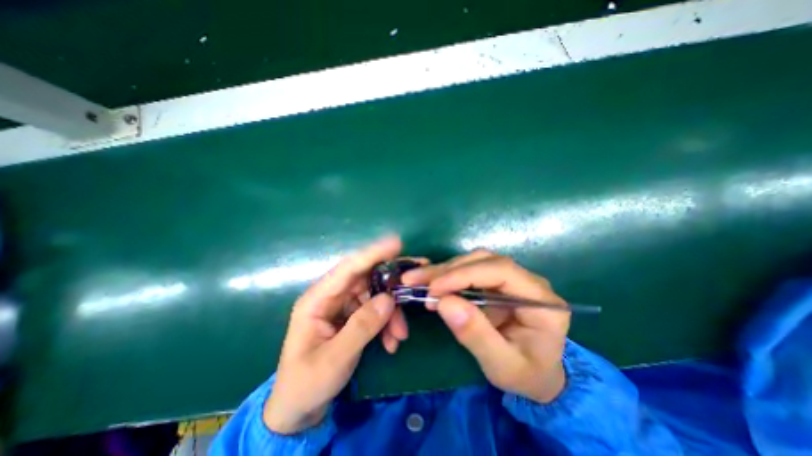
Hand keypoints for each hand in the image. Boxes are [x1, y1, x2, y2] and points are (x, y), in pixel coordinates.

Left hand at [263, 237, 405, 432]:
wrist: (299, 409)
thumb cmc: (307, 383)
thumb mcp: (334, 359)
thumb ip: (361, 327)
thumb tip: (388, 300)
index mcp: (317, 299)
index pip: (348, 268)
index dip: (373, 254)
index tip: (397, 243)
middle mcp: (331, 296)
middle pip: (366, 279)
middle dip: (391, 288)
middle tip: (413, 289)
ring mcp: (343, 305)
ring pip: (375, 296)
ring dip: (391, 313)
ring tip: (399, 335)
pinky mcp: (352, 316)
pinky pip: (375, 311)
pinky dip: (387, 323)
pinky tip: (392, 342)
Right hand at [401, 252, 566, 403]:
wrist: (537, 374)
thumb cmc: (525, 374)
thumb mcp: (502, 367)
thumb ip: (476, 335)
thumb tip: (445, 302)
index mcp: (541, 301)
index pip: (501, 271)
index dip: (465, 274)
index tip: (435, 288)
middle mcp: (528, 281)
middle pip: (485, 260)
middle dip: (448, 269)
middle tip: (416, 280)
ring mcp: (511, 278)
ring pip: (474, 261)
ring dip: (444, 269)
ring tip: (418, 280)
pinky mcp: (496, 281)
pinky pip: (469, 269)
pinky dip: (447, 275)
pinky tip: (431, 282)